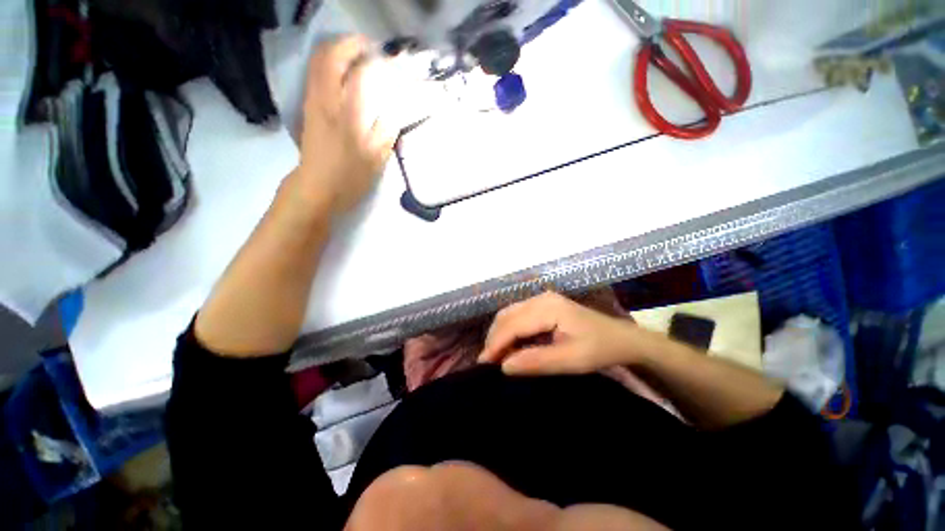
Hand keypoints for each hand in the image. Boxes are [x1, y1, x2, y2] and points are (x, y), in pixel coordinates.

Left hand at [295, 35, 399, 217]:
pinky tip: (342, 75)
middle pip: (330, 56)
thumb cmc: (349, 176)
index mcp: (347, 112)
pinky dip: (328, 66)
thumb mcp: (376, 158)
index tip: (389, 62)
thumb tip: (395, 110)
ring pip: (318, 62)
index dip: (376, 61)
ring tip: (357, 58)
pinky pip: (315, 75)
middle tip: (369, 49)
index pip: (360, 72)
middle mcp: (326, 99)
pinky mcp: (308, 109)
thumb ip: (387, 130)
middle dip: (350, 45)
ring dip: (337, 52)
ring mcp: (313, 102)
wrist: (316, 189)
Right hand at [478, 292, 647, 375]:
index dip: (496, 344)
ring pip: (509, 314)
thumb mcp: (571, 360)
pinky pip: (518, 315)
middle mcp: (541, 298)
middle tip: (488, 363)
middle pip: (507, 316)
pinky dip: (509, 330)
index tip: (483, 365)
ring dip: (500, 334)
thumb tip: (504, 366)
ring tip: (496, 356)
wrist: (622, 338)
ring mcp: (542, 299)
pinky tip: (510, 345)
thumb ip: (537, 361)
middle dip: (494, 338)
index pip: (513, 325)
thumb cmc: (599, 349)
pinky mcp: (543, 305)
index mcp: (548, 308)